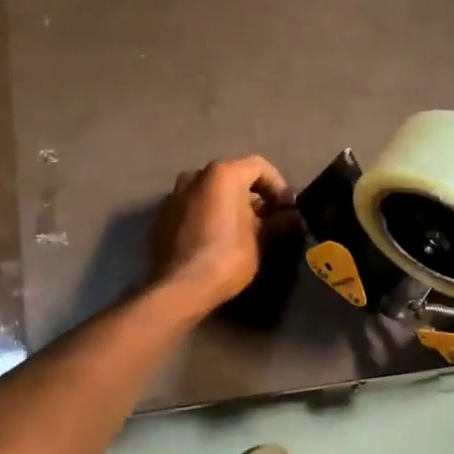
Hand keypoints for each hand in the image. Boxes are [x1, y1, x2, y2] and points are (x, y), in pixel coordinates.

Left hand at [150, 156, 291, 312]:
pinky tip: (215, 240)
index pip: (259, 167)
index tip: (287, 210)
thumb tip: (292, 217)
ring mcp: (174, 196)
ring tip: (241, 231)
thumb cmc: (227, 257)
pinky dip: (208, 216)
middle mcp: (195, 176)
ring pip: (210, 193)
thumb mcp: (262, 240)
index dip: (278, 186)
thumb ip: (280, 222)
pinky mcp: (162, 217)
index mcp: (222, 174)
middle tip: (268, 221)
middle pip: (233, 178)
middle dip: (253, 197)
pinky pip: (193, 208)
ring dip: (229, 206)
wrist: (180, 287)